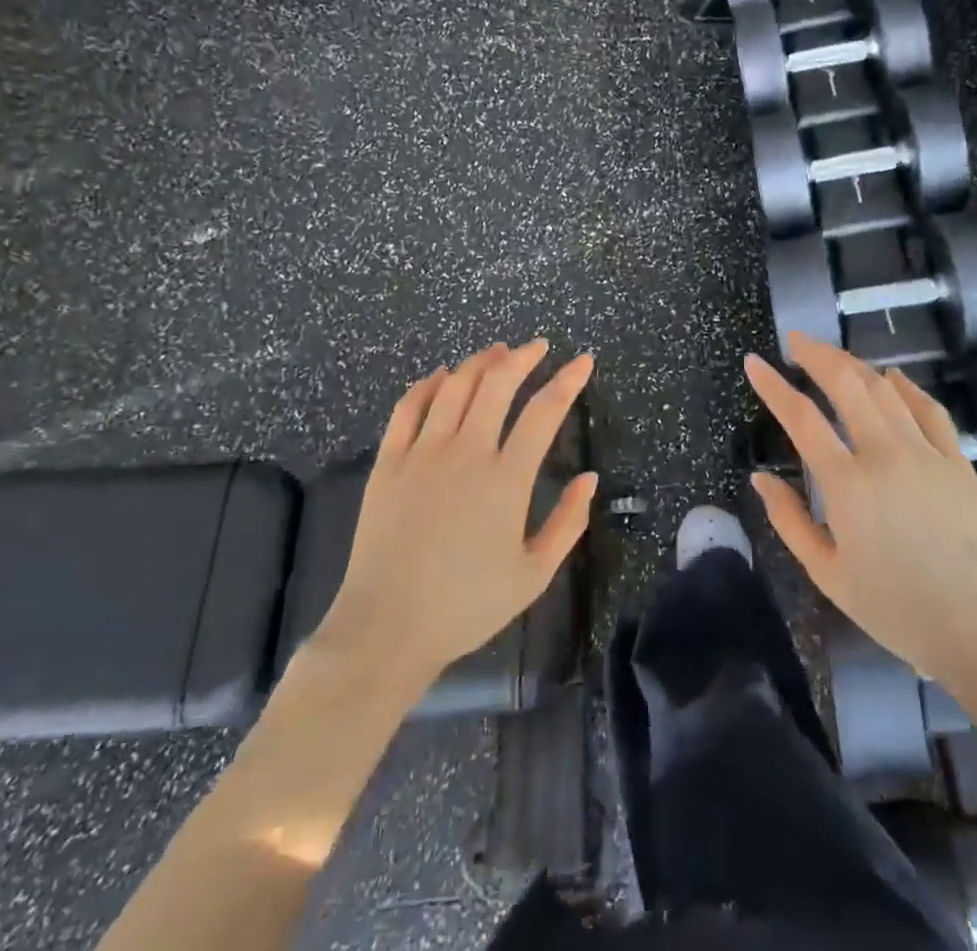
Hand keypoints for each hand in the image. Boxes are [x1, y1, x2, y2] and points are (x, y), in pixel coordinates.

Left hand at [315, 342, 597, 687]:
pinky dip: (427, 385)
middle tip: (538, 347)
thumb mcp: (533, 574)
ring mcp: (422, 453)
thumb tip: (590, 478)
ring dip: (479, 363)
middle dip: (523, 356)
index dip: (568, 380)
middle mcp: (466, 453)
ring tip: (497, 352)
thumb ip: (568, 522)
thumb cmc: (467, 606)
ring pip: (454, 387)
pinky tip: (440, 376)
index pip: (544, 411)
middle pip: (497, 383)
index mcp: (506, 479)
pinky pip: (408, 408)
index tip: (583, 360)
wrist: (386, 629)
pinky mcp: (388, 463)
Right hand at [746, 334, 976, 686]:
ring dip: (855, 364)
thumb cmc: (897, 609)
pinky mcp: (958, 462)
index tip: (755, 362)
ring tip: (833, 356)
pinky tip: (893, 377)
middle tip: (796, 342)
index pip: (801, 418)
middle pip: (847, 384)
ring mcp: (927, 453)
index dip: (773, 385)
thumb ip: (790, 521)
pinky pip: (930, 410)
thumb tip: (760, 478)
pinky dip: (908, 387)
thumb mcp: (828, 575)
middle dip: (817, 355)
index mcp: (848, 484)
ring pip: (886, 390)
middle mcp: (886, 454)